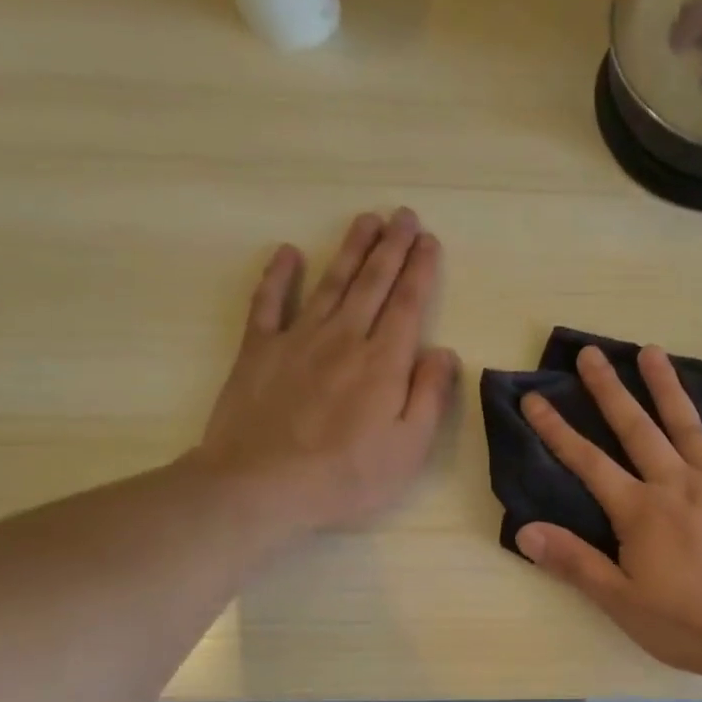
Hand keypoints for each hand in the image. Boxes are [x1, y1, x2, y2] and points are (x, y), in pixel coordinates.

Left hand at [191, 208, 459, 545]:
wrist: (261, 485)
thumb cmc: (346, 475)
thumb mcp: (408, 448)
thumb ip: (429, 395)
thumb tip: (444, 352)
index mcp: (383, 362)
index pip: (408, 304)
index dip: (420, 270)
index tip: (428, 241)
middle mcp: (344, 338)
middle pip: (372, 283)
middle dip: (391, 247)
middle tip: (403, 215)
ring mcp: (297, 339)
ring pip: (330, 283)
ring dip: (350, 249)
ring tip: (366, 220)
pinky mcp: (258, 350)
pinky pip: (268, 303)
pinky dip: (277, 276)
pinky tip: (286, 252)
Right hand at [515, 344, 701, 683]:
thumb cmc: (687, 624)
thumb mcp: (621, 601)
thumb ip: (574, 562)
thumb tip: (526, 530)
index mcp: (640, 511)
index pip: (588, 463)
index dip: (557, 430)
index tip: (535, 398)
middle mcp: (678, 485)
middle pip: (638, 429)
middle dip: (610, 390)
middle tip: (592, 352)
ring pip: (690, 426)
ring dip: (668, 388)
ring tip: (652, 352)